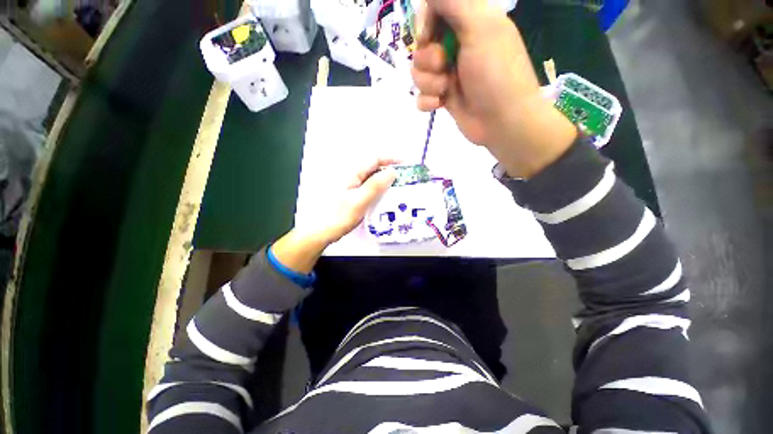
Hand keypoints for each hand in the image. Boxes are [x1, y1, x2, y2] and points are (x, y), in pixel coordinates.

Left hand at [271, 159, 396, 272]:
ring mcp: (351, 185)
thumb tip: (391, 172)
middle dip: (390, 170)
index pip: (375, 158)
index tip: (406, 164)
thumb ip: (375, 185)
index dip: (391, 158)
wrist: (320, 231)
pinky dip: (379, 189)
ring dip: (386, 180)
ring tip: (399, 188)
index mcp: (352, 173)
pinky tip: (385, 197)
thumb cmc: (337, 216)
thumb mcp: (359, 201)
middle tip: (405, 179)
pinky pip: (369, 187)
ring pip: (372, 178)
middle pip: (374, 167)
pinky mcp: (352, 194)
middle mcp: (352, 176)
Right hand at [411, 0, 576, 178]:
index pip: (434, 10)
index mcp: (469, 23)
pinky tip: (439, 105)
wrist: (502, 121)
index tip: (428, 36)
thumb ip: (454, 2)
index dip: (425, 22)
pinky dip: (427, 101)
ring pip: (419, 72)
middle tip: (445, 66)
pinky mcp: (443, 97)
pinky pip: (421, 96)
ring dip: (429, 82)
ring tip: (446, 90)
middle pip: (422, 44)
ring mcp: (449, 74)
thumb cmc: (495, 73)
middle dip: (428, 58)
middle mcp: (457, 46)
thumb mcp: (480, 27)